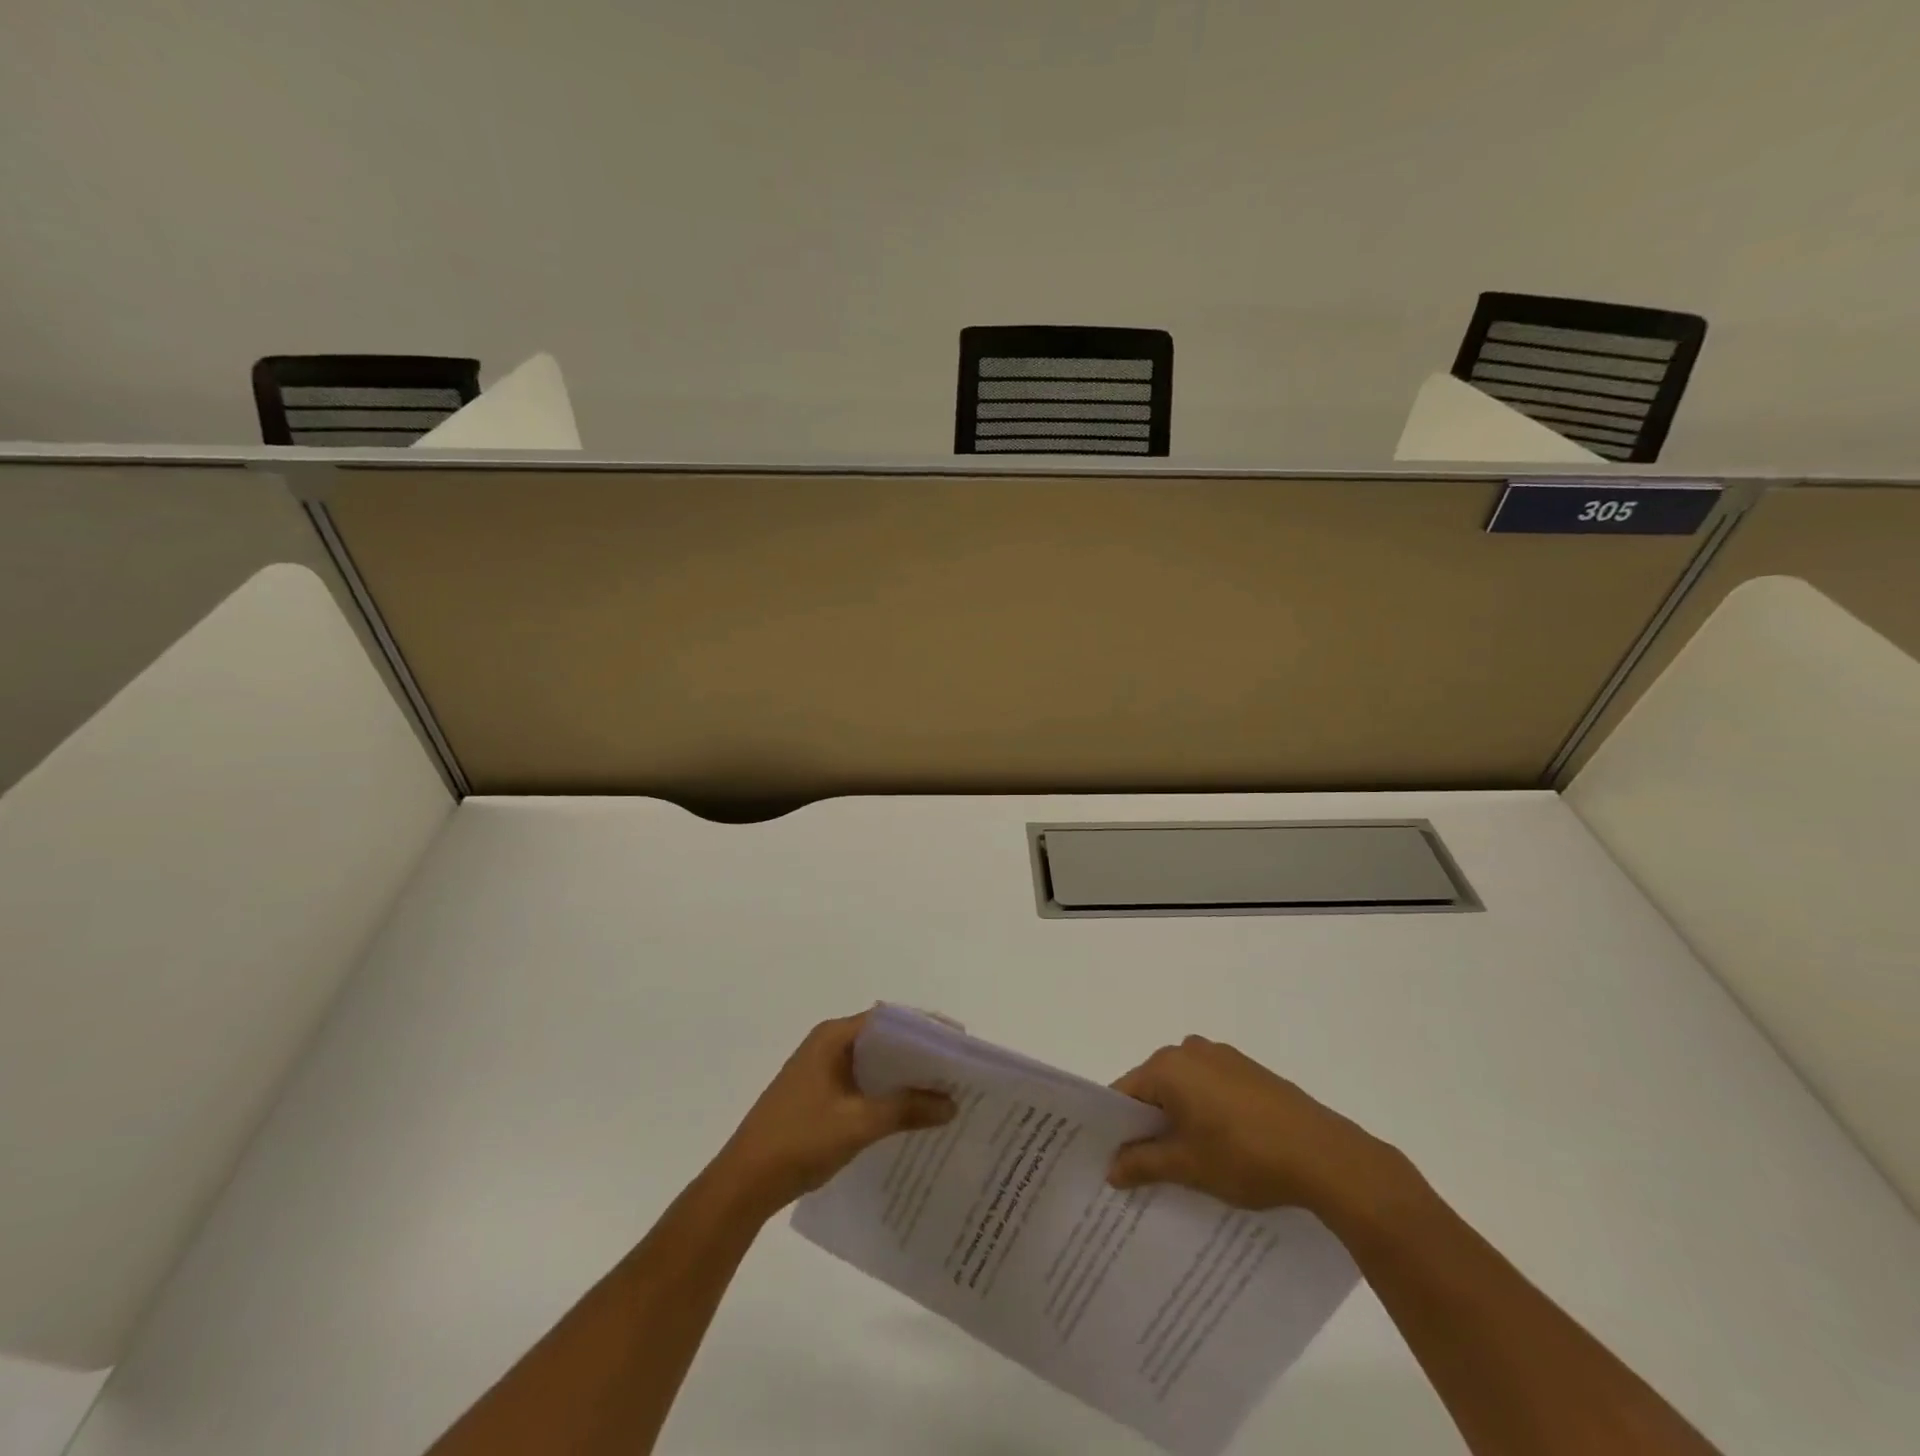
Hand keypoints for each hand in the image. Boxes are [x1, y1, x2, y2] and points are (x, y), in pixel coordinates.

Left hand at [712, 1012, 954, 1217]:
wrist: (744, 1184)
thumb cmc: (800, 1141)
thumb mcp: (858, 1124)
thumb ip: (906, 1108)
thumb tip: (951, 1103)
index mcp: (833, 1037)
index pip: (888, 1019)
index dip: (924, 1027)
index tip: (958, 1042)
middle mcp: (827, 1044)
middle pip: (882, 1039)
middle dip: (919, 1053)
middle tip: (957, 1069)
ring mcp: (821, 1070)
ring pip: (873, 1064)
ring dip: (903, 1076)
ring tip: (943, 1091)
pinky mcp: (819, 1095)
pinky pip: (862, 1083)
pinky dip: (886, 1093)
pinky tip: (910, 1113)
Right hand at [1107, 1035, 1402, 1215]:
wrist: (1324, 1156)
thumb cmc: (1244, 1156)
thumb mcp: (1187, 1166)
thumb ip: (1142, 1163)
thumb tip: (1111, 1168)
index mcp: (1168, 1066)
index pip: (1125, 1093)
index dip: (1117, 1127)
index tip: (1114, 1159)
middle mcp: (1190, 1050)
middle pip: (1154, 1088)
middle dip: (1149, 1124)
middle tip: (1145, 1167)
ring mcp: (1223, 1057)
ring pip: (1185, 1089)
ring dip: (1180, 1120)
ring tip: (1186, 1163)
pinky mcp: (1250, 1071)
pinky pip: (1212, 1089)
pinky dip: (1206, 1113)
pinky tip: (1221, 1148)